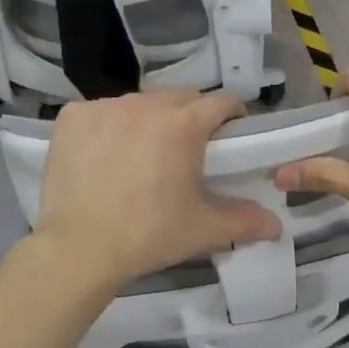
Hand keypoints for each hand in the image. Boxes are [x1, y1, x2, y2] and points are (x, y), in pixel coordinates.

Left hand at [35, 89, 281, 289]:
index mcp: (184, 124)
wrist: (79, 250)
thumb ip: (245, 221)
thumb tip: (276, 225)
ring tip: (144, 153)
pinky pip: (101, 111)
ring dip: (150, 119)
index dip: (232, 116)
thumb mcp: (203, 229)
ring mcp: (105, 107)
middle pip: (181, 97)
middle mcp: (146, 104)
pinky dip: (109, 125)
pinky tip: (105, 154)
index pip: (222, 101)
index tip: (231, 136)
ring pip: (140, 102)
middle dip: (191, 116)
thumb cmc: (149, 235)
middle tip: (189, 150)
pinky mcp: (72, 117)